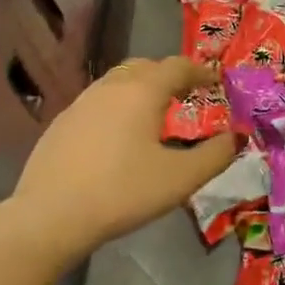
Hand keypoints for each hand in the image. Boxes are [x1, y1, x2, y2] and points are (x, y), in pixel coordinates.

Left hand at [12, 57, 234, 250]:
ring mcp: (81, 103)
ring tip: (154, 113)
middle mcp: (111, 87)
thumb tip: (237, 137)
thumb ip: (216, 155)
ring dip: (141, 88)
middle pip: (145, 66)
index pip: (178, 66)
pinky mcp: (61, 124)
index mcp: (142, 91)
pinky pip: (98, 102)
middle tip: (187, 94)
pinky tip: (119, 136)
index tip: (216, 81)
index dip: (201, 71)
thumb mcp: (181, 178)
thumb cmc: (122, 192)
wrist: (48, 217)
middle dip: (169, 74)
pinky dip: (118, 106)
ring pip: (118, 82)